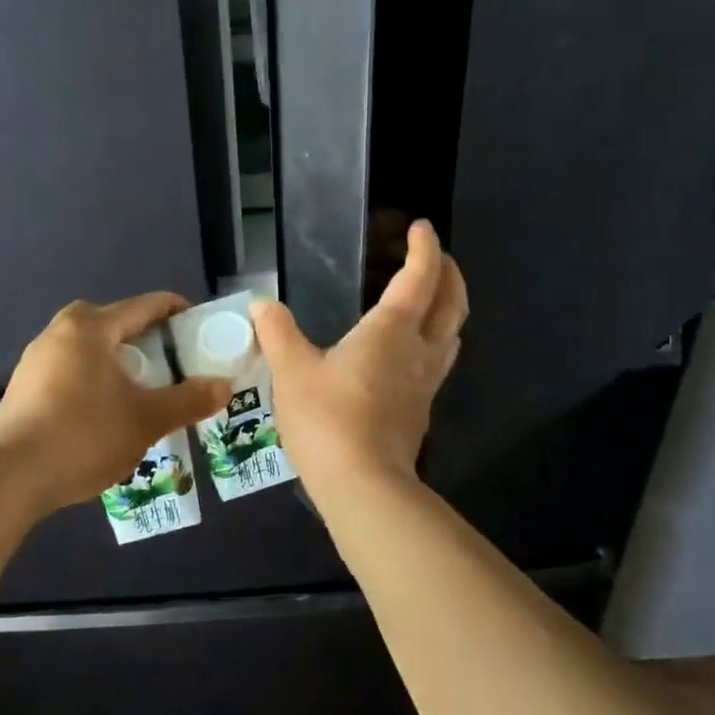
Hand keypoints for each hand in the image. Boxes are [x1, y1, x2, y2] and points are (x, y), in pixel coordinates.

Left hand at [0, 294, 230, 514]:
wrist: (9, 478)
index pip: (145, 306)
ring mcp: (36, 359)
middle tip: (170, 362)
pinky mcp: (23, 387)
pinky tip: (104, 410)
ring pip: (89, 347)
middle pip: (113, 322)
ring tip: (142, 388)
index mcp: (92, 328)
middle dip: (145, 337)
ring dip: (117, 359)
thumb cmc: (84, 435)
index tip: (201, 327)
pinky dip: (93, 378)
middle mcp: (60, 332)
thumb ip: (189, 400)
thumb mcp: (147, 420)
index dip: (177, 312)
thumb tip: (225, 385)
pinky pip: (70, 369)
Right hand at [251, 219, 467, 487]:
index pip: (420, 277)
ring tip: (431, 301)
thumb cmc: (328, 419)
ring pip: (452, 335)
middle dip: (450, 275)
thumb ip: (278, 333)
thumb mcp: (292, 371)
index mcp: (392, 330)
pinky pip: (439, 363)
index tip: (421, 227)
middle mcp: (419, 351)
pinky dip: (435, 342)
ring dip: (448, 310)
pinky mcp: (421, 412)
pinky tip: (411, 354)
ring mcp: (426, 384)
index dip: (425, 248)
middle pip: (452, 304)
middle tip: (438, 259)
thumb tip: (262, 304)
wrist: (363, 487)